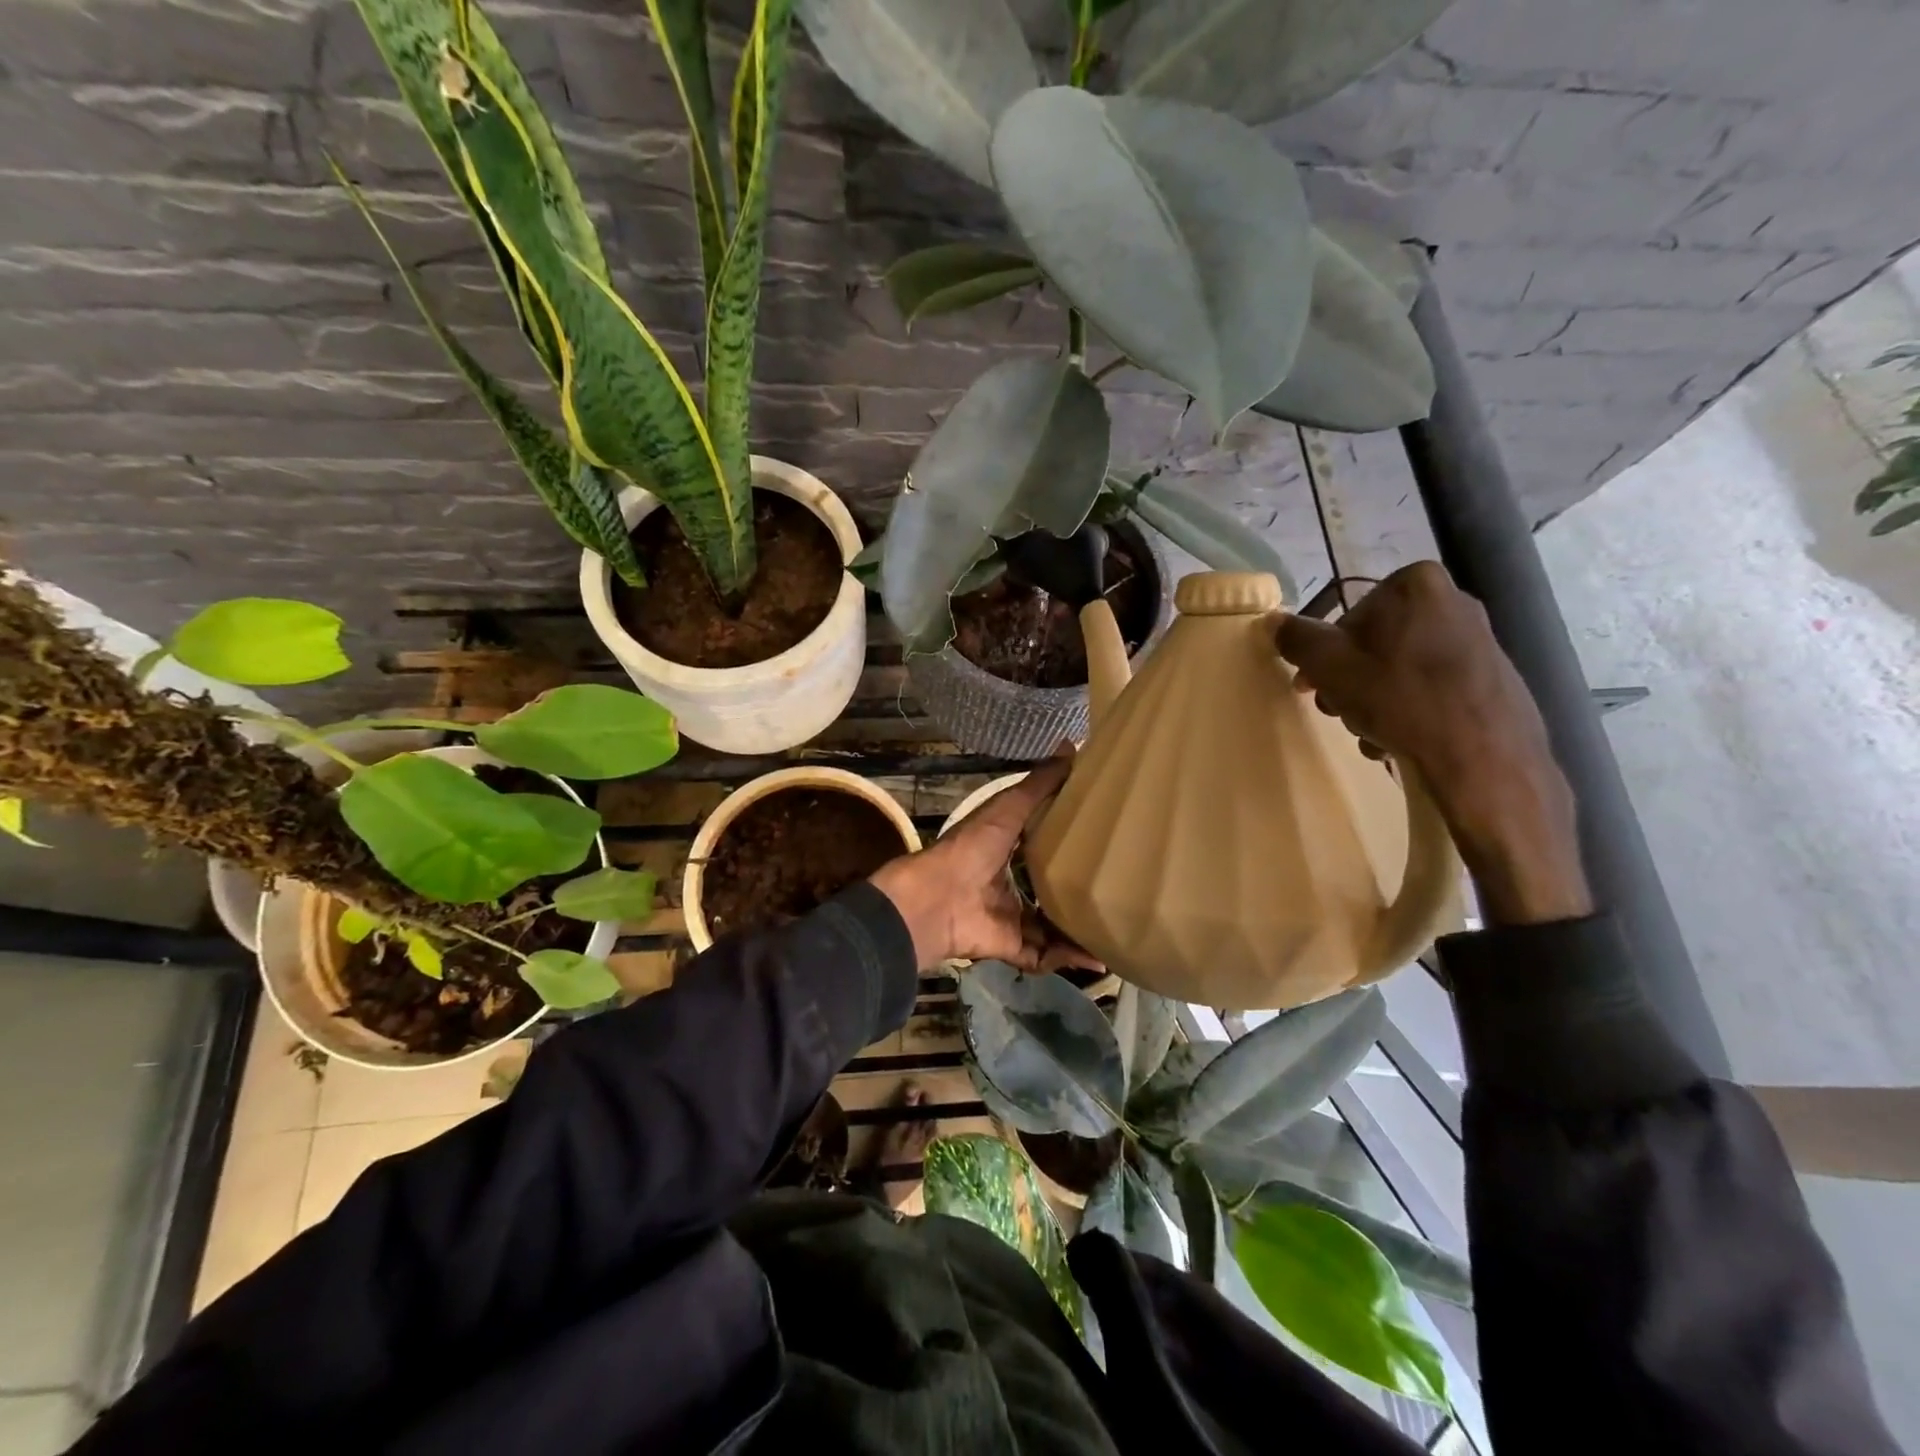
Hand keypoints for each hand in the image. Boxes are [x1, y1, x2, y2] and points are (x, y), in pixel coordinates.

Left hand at [868, 759, 1101, 972]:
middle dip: (1077, 894)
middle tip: (1117, 892)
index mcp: (1005, 851)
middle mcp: (1007, 885)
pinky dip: (1067, 958)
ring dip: (1079, 933)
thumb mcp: (1008, 809)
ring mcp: (1008, 918)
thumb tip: (1071, 744)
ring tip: (1115, 930)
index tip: (1102, 842)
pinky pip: (1043, 956)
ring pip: (1051, 928)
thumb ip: (1039, 784)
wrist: (939, 897)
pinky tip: (1097, 958)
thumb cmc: (972, 847)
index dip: (1067, 845)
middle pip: (1048, 891)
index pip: (1041, 848)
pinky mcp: (1009, 946)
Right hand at [1275, 562, 1593, 925]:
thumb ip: (1296, 638)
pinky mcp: (1495, 678)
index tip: (1316, 687)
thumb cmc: (1398, 698)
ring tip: (1371, 734)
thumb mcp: (1328, 666)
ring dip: (1375, 701)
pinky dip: (1409, 710)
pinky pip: (1432, 688)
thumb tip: (1274, 621)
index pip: (1347, 616)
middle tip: (1340, 711)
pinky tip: (1400, 740)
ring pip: (1400, 669)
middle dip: (1351, 680)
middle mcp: (1455, 602)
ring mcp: (1481, 641)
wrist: (1484, 757)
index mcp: (1416, 586)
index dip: (1325, 655)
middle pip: (1375, 644)